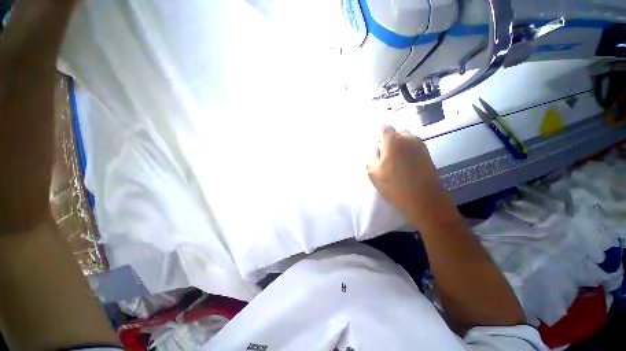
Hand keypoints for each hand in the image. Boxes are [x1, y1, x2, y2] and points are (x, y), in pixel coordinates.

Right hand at [367, 125, 452, 227]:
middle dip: (389, 137)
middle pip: (397, 131)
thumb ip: (371, 157)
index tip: (375, 138)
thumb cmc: (394, 185)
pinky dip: (407, 150)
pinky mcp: (427, 154)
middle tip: (383, 151)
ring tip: (394, 158)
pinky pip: (413, 146)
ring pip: (406, 138)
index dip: (379, 129)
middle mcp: (408, 138)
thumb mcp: (373, 173)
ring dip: (399, 144)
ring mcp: (420, 145)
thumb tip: (377, 150)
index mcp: (393, 140)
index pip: (384, 126)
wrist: (424, 200)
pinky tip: (404, 163)